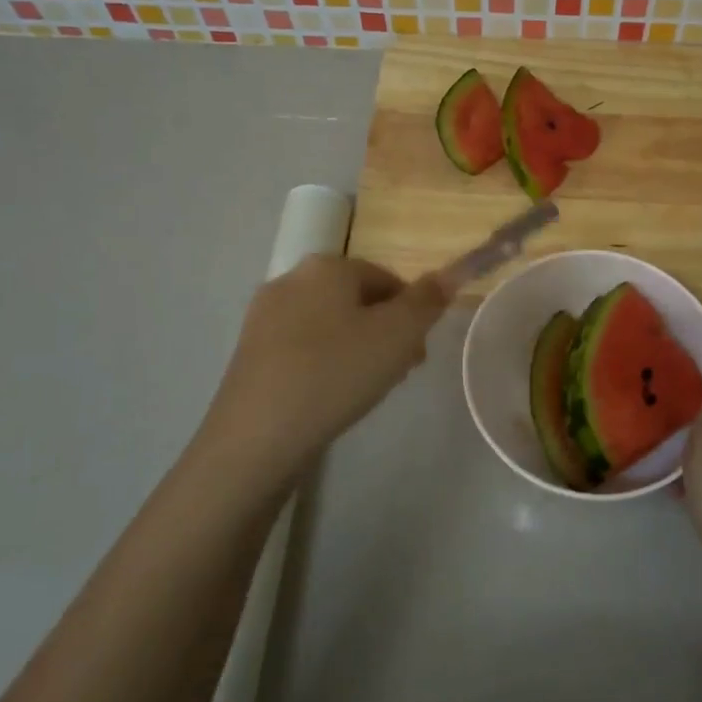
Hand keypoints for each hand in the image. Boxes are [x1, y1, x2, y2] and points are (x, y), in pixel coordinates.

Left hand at [190, 255, 450, 502]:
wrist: (258, 435)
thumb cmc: (337, 373)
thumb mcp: (398, 335)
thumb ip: (428, 301)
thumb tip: (453, 270)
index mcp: (327, 266)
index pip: (387, 279)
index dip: (412, 314)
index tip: (418, 353)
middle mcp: (291, 279)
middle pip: (356, 300)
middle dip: (384, 331)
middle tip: (398, 373)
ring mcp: (264, 316)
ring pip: (328, 324)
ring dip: (356, 348)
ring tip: (366, 389)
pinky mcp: (248, 351)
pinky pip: (302, 347)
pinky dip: (324, 363)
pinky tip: (329, 396)